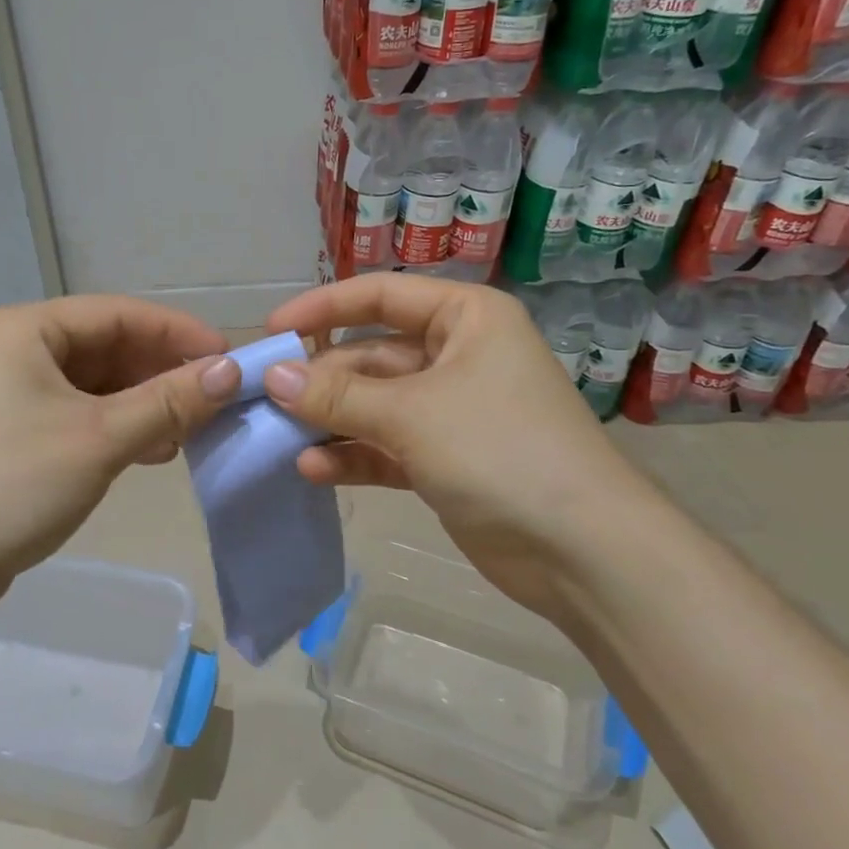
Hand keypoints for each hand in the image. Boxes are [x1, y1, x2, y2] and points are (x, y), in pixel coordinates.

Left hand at [0, 296, 240, 615]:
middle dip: (162, 372)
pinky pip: (78, 415)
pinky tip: (152, 451)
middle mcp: (14, 351)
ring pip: (95, 385)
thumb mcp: (100, 437)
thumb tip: (232, 371)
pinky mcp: (12, 436)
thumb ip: (169, 401)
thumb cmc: (12, 483)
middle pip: (107, 347)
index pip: (119, 313)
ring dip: (144, 404)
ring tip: (189, 431)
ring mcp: (9, 395)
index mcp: (25, 329)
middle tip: (215, 400)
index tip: (230, 359)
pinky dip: (117, 428)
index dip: (179, 333)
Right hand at [261, 274, 656, 620]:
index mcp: (465, 319)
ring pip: (374, 404)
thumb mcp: (411, 414)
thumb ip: (337, 395)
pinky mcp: (444, 460)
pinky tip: (313, 469)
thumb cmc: (500, 451)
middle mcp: (458, 356)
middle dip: (321, 379)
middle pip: (371, 356)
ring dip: (331, 420)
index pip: (381, 296)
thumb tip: (272, 376)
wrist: (583, 551)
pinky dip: (352, 454)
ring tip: (280, 437)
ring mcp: (451, 411)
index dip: (323, 308)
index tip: (273, 331)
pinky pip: (386, 446)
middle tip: (266, 399)